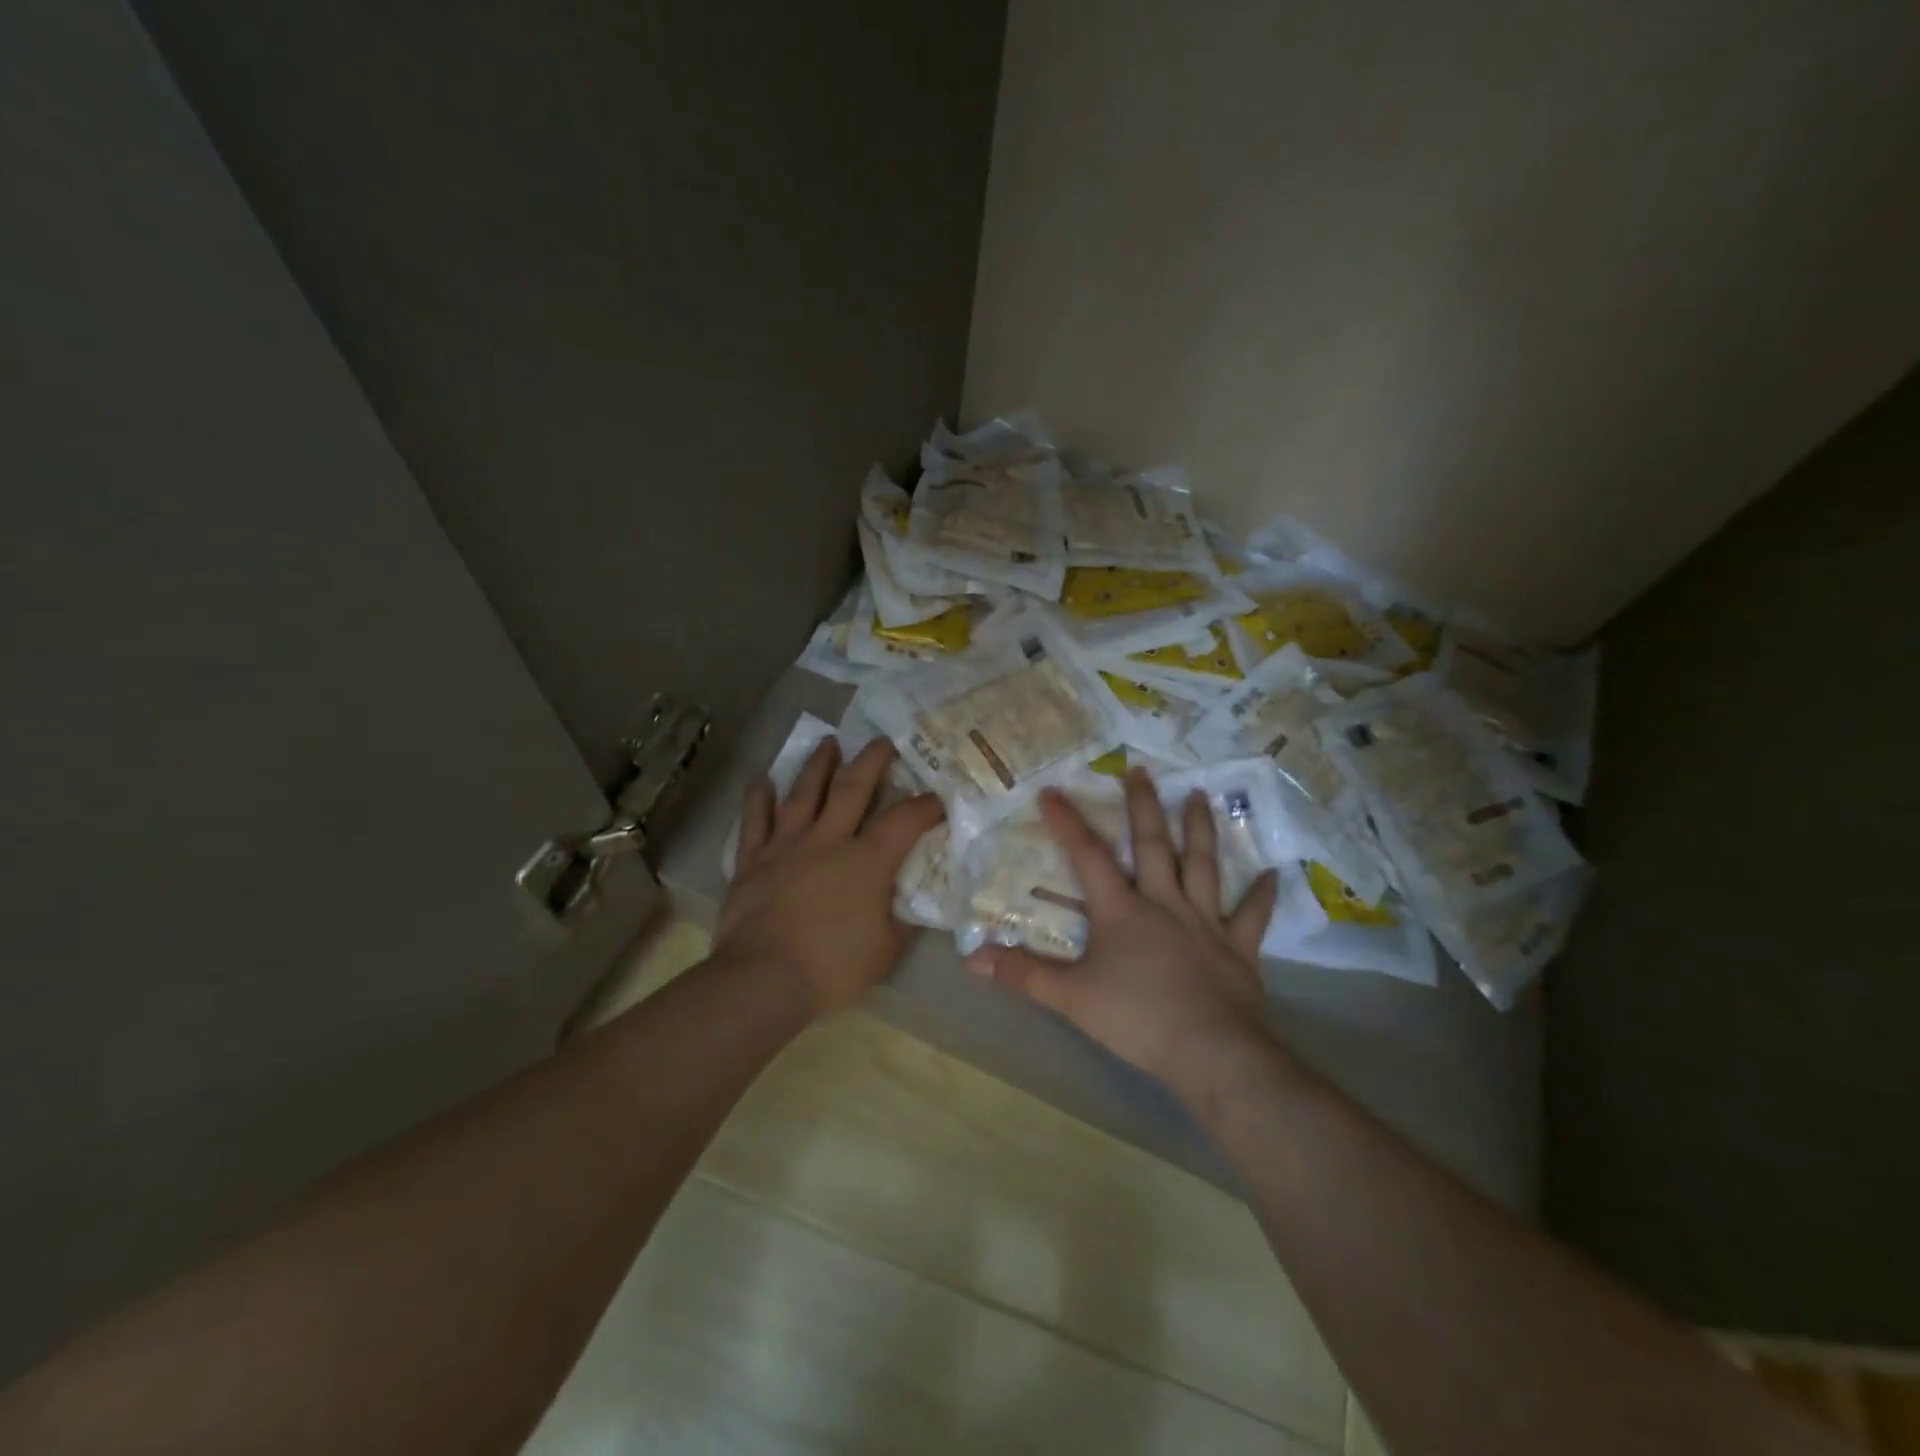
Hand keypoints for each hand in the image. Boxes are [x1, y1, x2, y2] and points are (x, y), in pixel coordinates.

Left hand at [717, 736, 945, 1015]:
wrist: (764, 979)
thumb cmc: (833, 966)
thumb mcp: (887, 949)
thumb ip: (902, 916)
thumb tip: (911, 896)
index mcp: (867, 860)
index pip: (904, 820)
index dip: (925, 806)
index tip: (938, 798)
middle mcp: (828, 840)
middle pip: (852, 787)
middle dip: (871, 760)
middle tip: (883, 740)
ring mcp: (786, 845)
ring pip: (803, 793)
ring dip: (818, 765)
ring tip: (829, 742)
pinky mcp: (753, 860)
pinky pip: (754, 821)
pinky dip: (757, 798)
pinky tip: (760, 778)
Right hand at [965, 767, 1282, 1094]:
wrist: (1210, 1052)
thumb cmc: (1136, 1019)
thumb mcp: (1070, 998)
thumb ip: (1023, 974)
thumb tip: (971, 957)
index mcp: (1123, 910)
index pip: (1089, 856)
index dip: (1068, 822)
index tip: (1053, 790)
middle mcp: (1165, 903)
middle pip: (1153, 845)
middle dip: (1144, 806)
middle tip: (1141, 771)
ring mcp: (1205, 922)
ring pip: (1202, 865)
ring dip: (1200, 829)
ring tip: (1200, 795)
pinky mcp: (1239, 948)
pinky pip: (1251, 915)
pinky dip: (1262, 894)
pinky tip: (1274, 872)